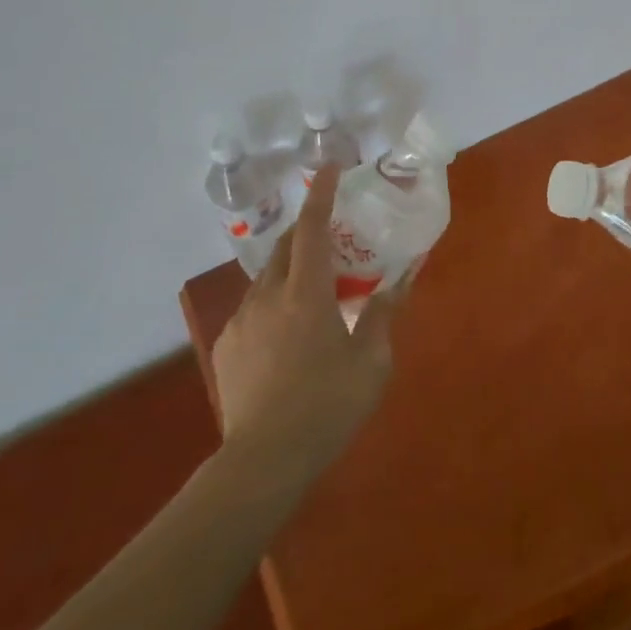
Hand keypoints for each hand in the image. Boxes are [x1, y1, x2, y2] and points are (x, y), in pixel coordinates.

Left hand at [210, 166, 398, 475]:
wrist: (263, 462)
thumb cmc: (327, 406)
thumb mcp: (372, 362)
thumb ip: (384, 314)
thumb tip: (404, 279)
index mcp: (306, 293)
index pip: (312, 229)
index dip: (321, 195)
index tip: (327, 168)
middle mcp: (268, 296)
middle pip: (285, 247)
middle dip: (306, 232)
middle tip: (331, 240)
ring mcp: (241, 321)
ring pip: (266, 278)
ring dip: (290, 271)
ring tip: (311, 292)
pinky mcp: (226, 347)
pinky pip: (252, 309)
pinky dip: (273, 303)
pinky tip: (286, 335)